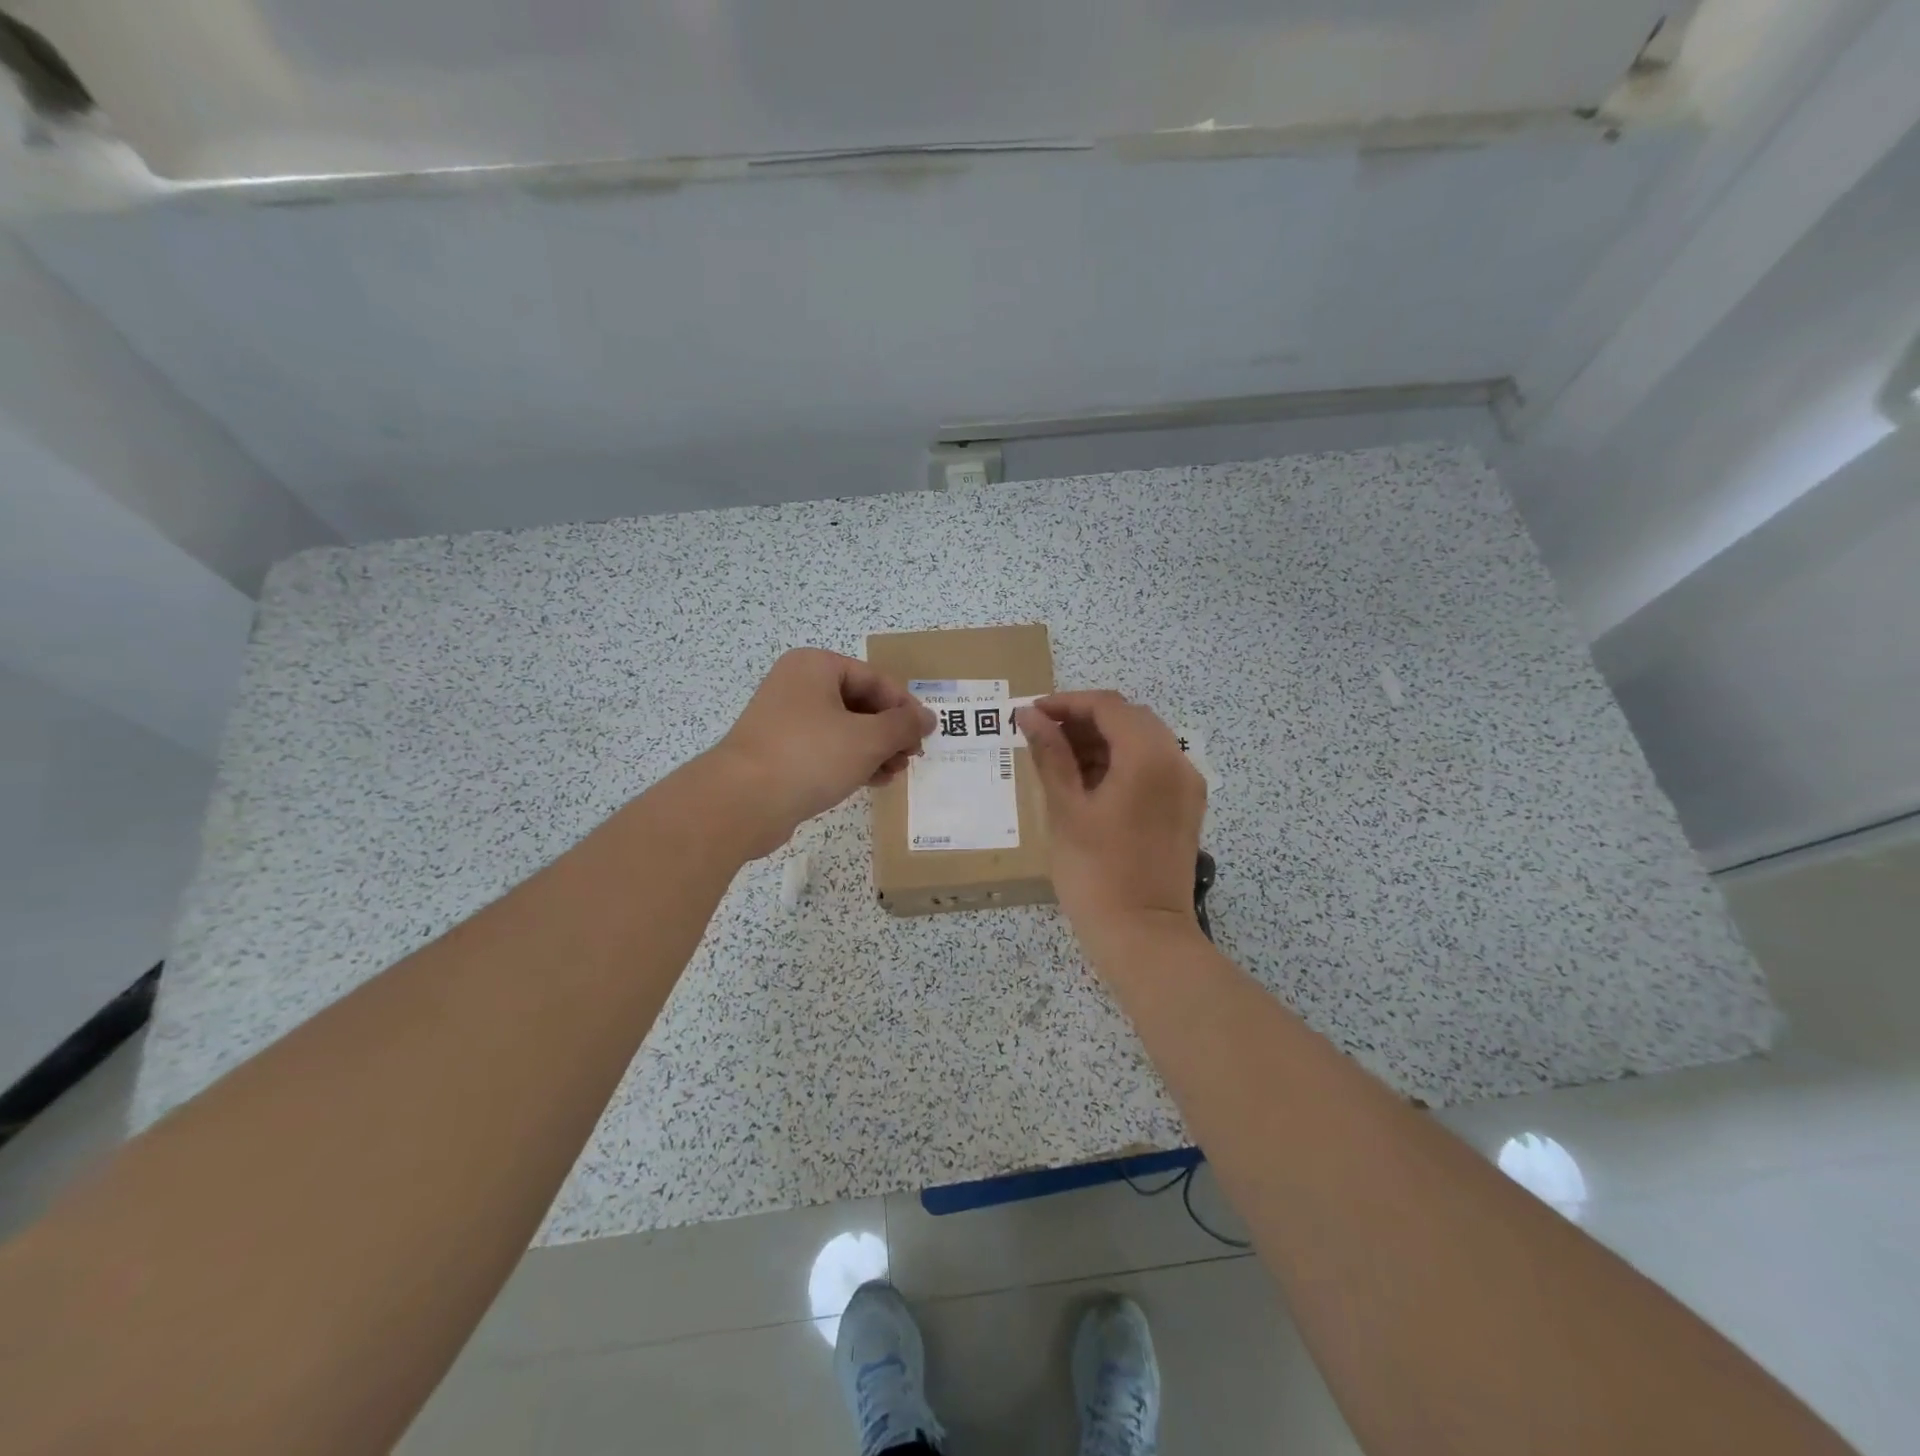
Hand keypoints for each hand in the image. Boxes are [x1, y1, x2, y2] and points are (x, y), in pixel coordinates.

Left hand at [709, 649, 934, 855]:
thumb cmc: (810, 756)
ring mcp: (785, 720)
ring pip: (844, 729)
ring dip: (874, 750)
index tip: (925, 735)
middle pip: (860, 703)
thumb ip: (903, 725)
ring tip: (895, 773)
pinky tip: (872, 782)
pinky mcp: (780, 752)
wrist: (742, 802)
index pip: (875, 679)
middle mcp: (797, 685)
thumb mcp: (868, 738)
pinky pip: (825, 750)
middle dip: (890, 732)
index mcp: (815, 666)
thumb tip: (928, 719)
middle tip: (911, 757)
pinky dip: (851, 762)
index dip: (905, 707)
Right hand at [1018, 691, 1205, 936]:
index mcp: (1149, 757)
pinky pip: (1153, 767)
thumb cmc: (1096, 872)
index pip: (1107, 706)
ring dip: (1102, 741)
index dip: (1066, 703)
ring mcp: (1187, 787)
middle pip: (1129, 719)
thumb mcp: (1066, 809)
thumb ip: (1050, 754)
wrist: (1144, 936)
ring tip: (1059, 760)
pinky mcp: (1185, 809)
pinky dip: (1121, 763)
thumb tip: (1028, 716)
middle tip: (1042, 736)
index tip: (1031, 714)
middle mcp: (1177, 762)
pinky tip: (1088, 782)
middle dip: (1084, 720)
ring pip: (1142, 741)